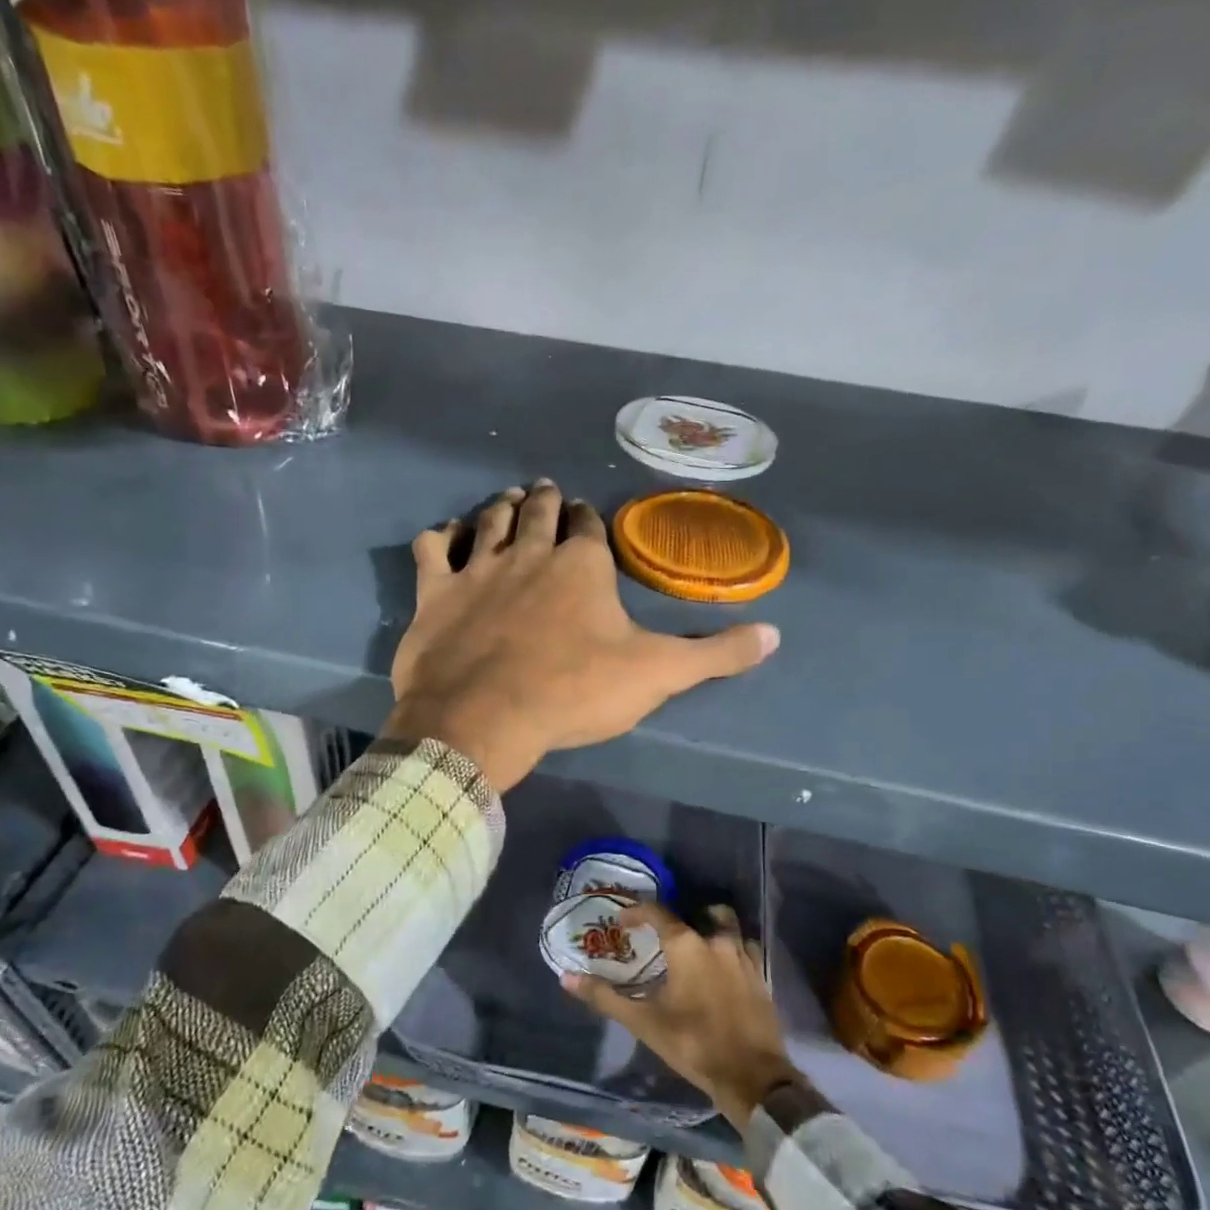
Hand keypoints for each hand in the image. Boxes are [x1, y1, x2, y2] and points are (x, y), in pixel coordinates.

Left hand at [385, 480, 778, 790]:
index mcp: (582, 565)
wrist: (485, 717)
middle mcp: (529, 552)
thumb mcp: (656, 675)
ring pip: (489, 519)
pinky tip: (444, 536)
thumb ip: (715, 654)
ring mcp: (478, 568)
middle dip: (546, 500)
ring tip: (510, 499)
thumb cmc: (573, 692)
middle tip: (546, 492)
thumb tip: (776, 635)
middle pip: (539, 512)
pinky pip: (433, 549)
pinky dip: (439, 537)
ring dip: (501, 506)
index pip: (588, 526)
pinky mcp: (436, 592)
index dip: (588, 519)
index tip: (586, 514)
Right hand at [562, 903, 797, 1128]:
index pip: (657, 912)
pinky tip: (722, 969)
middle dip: (681, 917)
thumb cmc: (693, 1044)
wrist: (752, 1077)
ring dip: (711, 928)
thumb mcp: (644, 1022)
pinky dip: (732, 949)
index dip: (637, 912)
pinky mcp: (761, 976)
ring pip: (728, 926)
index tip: (622, 922)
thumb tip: (567, 978)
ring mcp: (744, 957)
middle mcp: (717, 941)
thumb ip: (605, 997)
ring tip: (695, 946)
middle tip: (664, 935)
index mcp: (687, 945)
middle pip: (701, 912)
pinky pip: (746, 949)